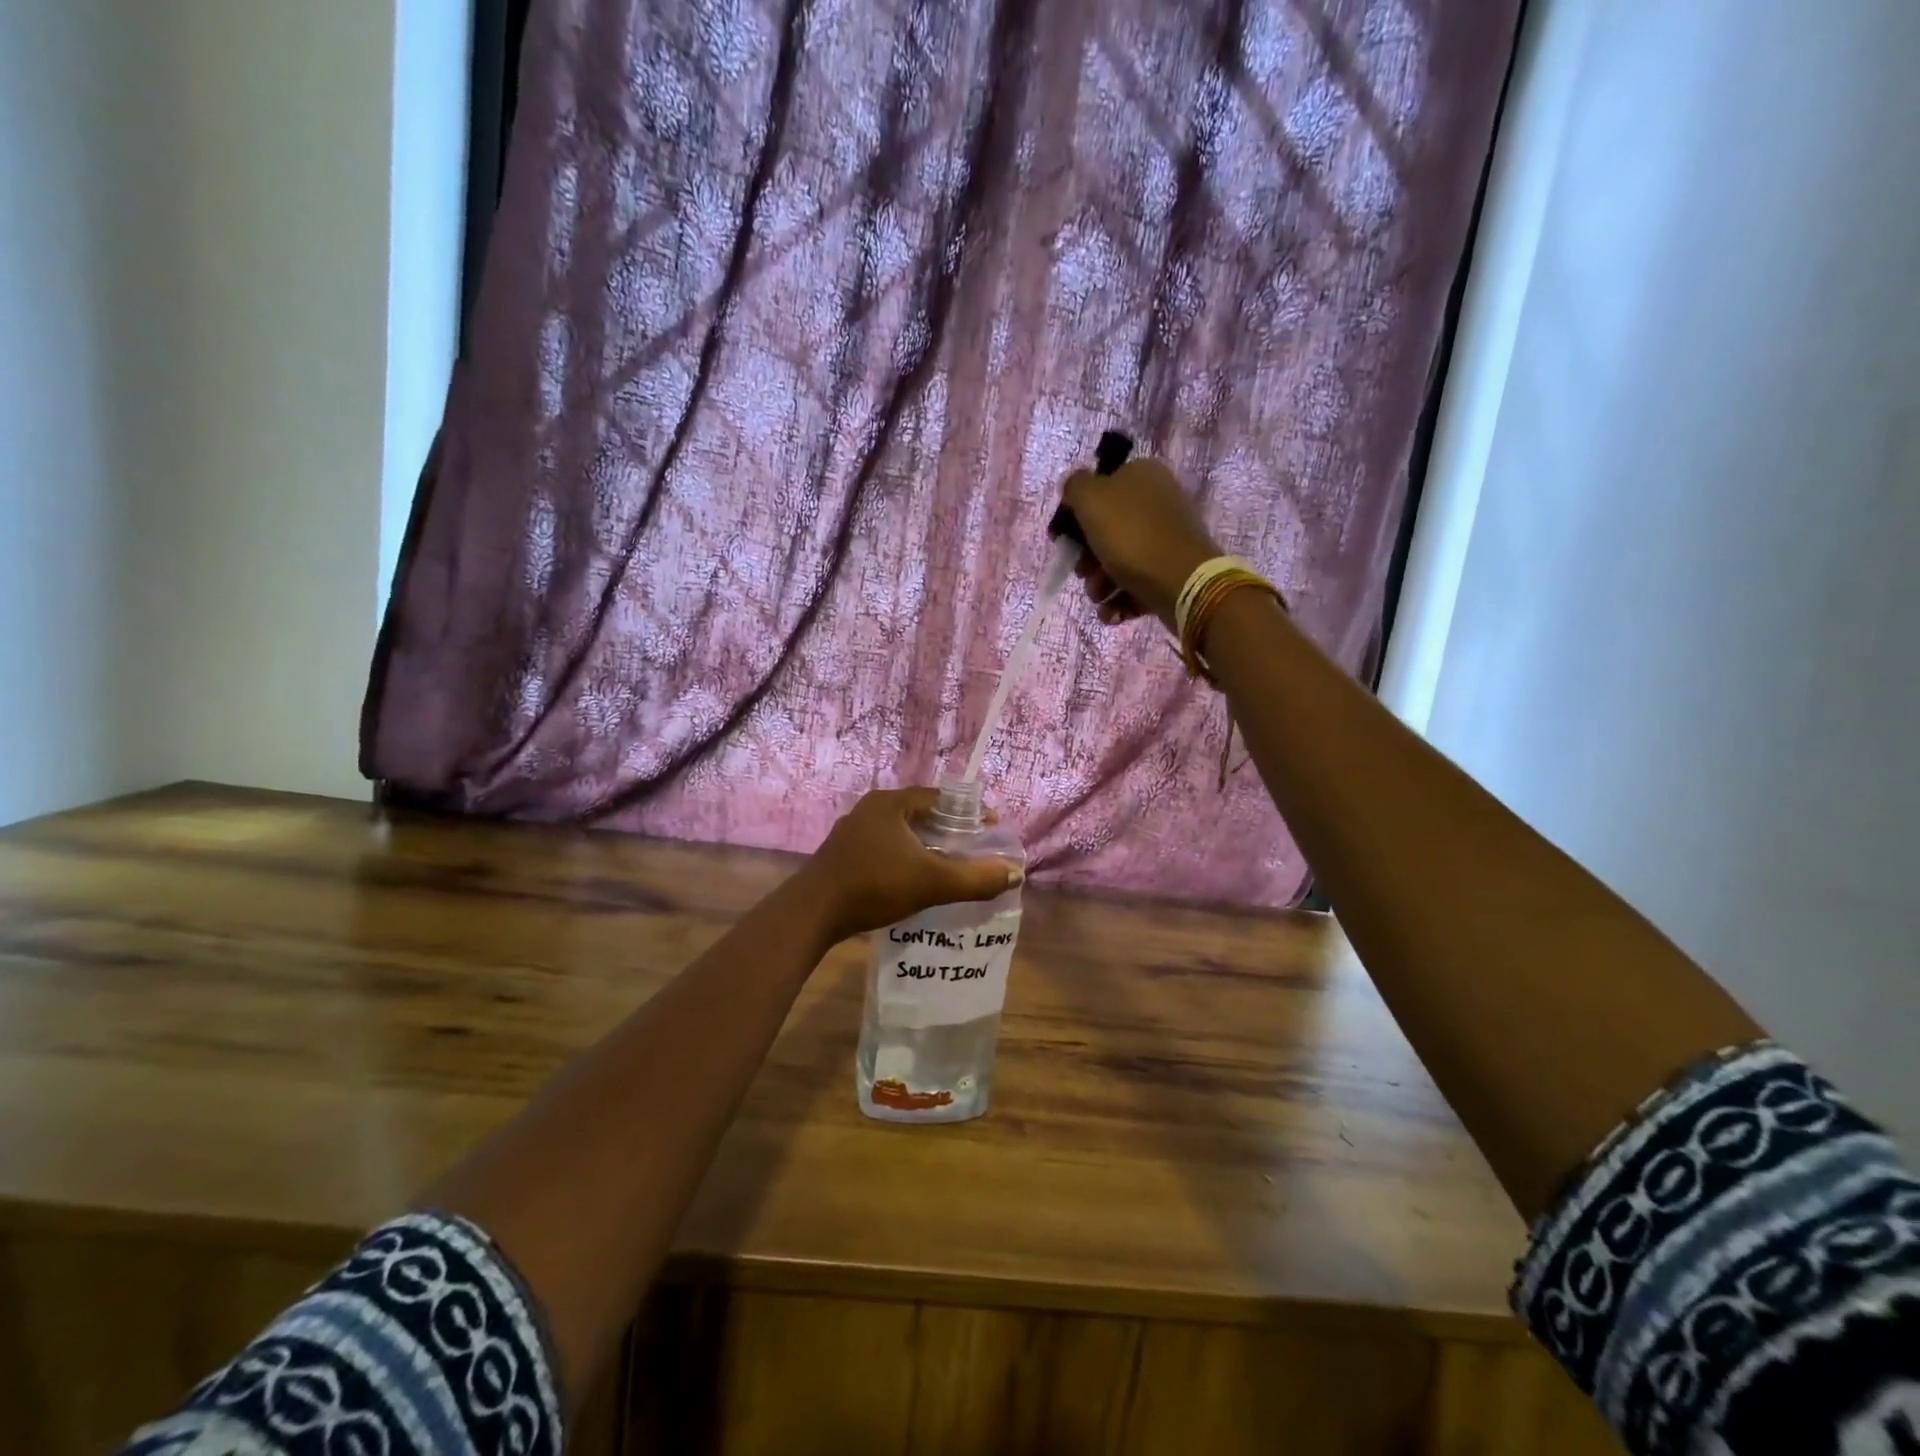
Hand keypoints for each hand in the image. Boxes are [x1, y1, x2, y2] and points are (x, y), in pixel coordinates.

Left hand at [801, 788, 1020, 943]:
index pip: (939, 797)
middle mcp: (871, 809)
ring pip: (902, 833)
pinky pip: (886, 848)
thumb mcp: (931, 882)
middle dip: (949, 829)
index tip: (990, 828)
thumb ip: (975, 879)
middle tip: (974, 848)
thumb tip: (1015, 874)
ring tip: (950, 864)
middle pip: (921, 813)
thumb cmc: (874, 886)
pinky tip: (916, 878)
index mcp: (890, 803)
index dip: (968, 812)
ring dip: (927, 845)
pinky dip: (906, 857)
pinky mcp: (844, 854)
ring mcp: (853, 832)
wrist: (812, 913)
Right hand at [1060, 458, 1220, 629]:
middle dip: (1088, 558)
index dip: (1077, 515)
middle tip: (1081, 572)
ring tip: (1099, 598)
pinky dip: (1119, 600)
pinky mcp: (1172, 571)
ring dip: (1100, 584)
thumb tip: (1073, 487)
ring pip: (1120, 560)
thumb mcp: (1091, 498)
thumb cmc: (1130, 535)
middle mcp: (1158, 502)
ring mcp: (1167, 539)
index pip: (1101, 489)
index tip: (1063, 539)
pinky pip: (1137, 583)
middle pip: (1108, 530)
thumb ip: (1075, 486)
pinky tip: (1110, 612)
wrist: (1180, 580)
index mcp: (1141, 475)